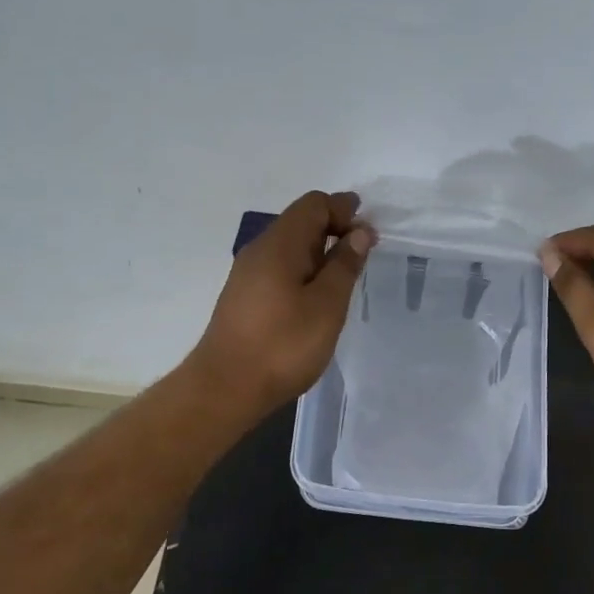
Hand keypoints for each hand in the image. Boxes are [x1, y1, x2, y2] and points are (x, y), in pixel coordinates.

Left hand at [191, 190, 373, 419]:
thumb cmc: (283, 345)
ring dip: (319, 252)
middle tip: (362, 254)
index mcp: (280, 244)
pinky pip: (279, 266)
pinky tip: (316, 297)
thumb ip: (345, 265)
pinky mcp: (244, 296)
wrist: (224, 389)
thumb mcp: (327, 305)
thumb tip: (359, 231)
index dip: (344, 210)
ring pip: (290, 246)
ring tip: (344, 277)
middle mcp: (260, 249)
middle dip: (334, 228)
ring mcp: (248, 273)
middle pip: (300, 221)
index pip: (314, 204)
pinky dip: (304, 270)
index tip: (369, 233)